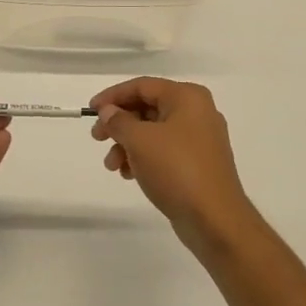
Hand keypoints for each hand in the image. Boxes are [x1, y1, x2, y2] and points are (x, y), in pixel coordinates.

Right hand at [89, 78, 252, 247]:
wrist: (215, 219)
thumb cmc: (176, 170)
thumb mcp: (139, 140)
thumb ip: (118, 121)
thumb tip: (109, 112)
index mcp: (187, 97)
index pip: (142, 86)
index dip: (113, 96)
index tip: (91, 110)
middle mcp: (197, 112)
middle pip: (147, 108)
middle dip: (119, 125)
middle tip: (97, 138)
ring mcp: (200, 139)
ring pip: (153, 132)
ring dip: (128, 145)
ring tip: (112, 166)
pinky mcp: (198, 163)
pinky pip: (164, 151)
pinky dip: (144, 158)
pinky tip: (129, 174)